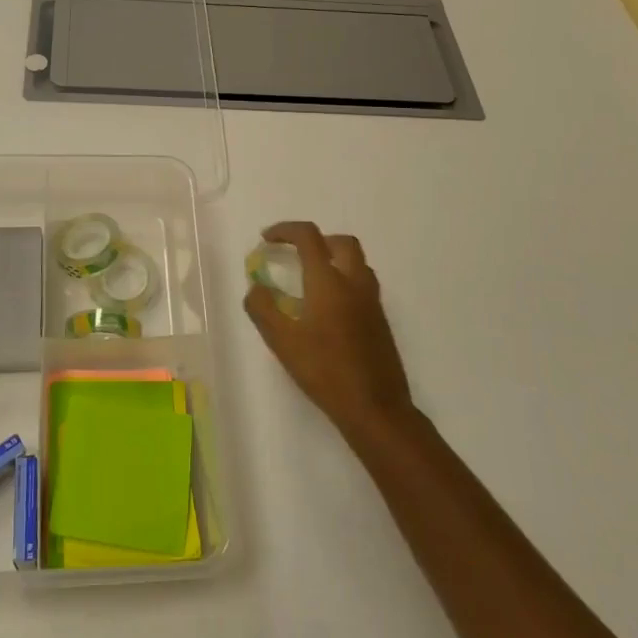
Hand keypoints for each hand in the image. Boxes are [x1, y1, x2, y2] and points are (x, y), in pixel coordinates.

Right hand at [244, 223, 415, 443]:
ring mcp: (372, 301)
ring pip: (357, 262)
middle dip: (316, 240)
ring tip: (310, 279)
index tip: (267, 239)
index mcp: (329, 281)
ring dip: (333, 258)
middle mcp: (355, 283)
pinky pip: (363, 284)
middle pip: (341, 242)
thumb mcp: (282, 342)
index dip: (285, 230)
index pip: (309, 237)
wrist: (375, 408)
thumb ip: (263, 308)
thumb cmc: (325, 371)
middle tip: (295, 254)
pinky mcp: (380, 320)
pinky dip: (344, 279)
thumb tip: (256, 287)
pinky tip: (328, 309)